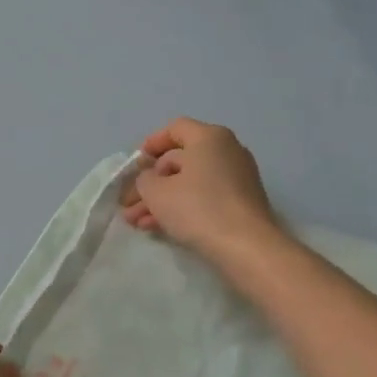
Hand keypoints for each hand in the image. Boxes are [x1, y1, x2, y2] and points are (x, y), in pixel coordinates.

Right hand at [120, 118, 281, 260]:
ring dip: (161, 200)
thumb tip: (150, 179)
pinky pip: (204, 198)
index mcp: (209, 138)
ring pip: (190, 183)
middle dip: (151, 182)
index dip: (151, 144)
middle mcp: (227, 151)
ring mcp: (237, 178)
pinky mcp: (241, 203)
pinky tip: (158, 227)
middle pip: (180, 160)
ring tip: (137, 222)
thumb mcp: (156, 191)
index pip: (175, 128)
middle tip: (129, 203)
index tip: (136, 164)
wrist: (247, 247)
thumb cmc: (198, 208)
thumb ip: (144, 179)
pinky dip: (182, 208)